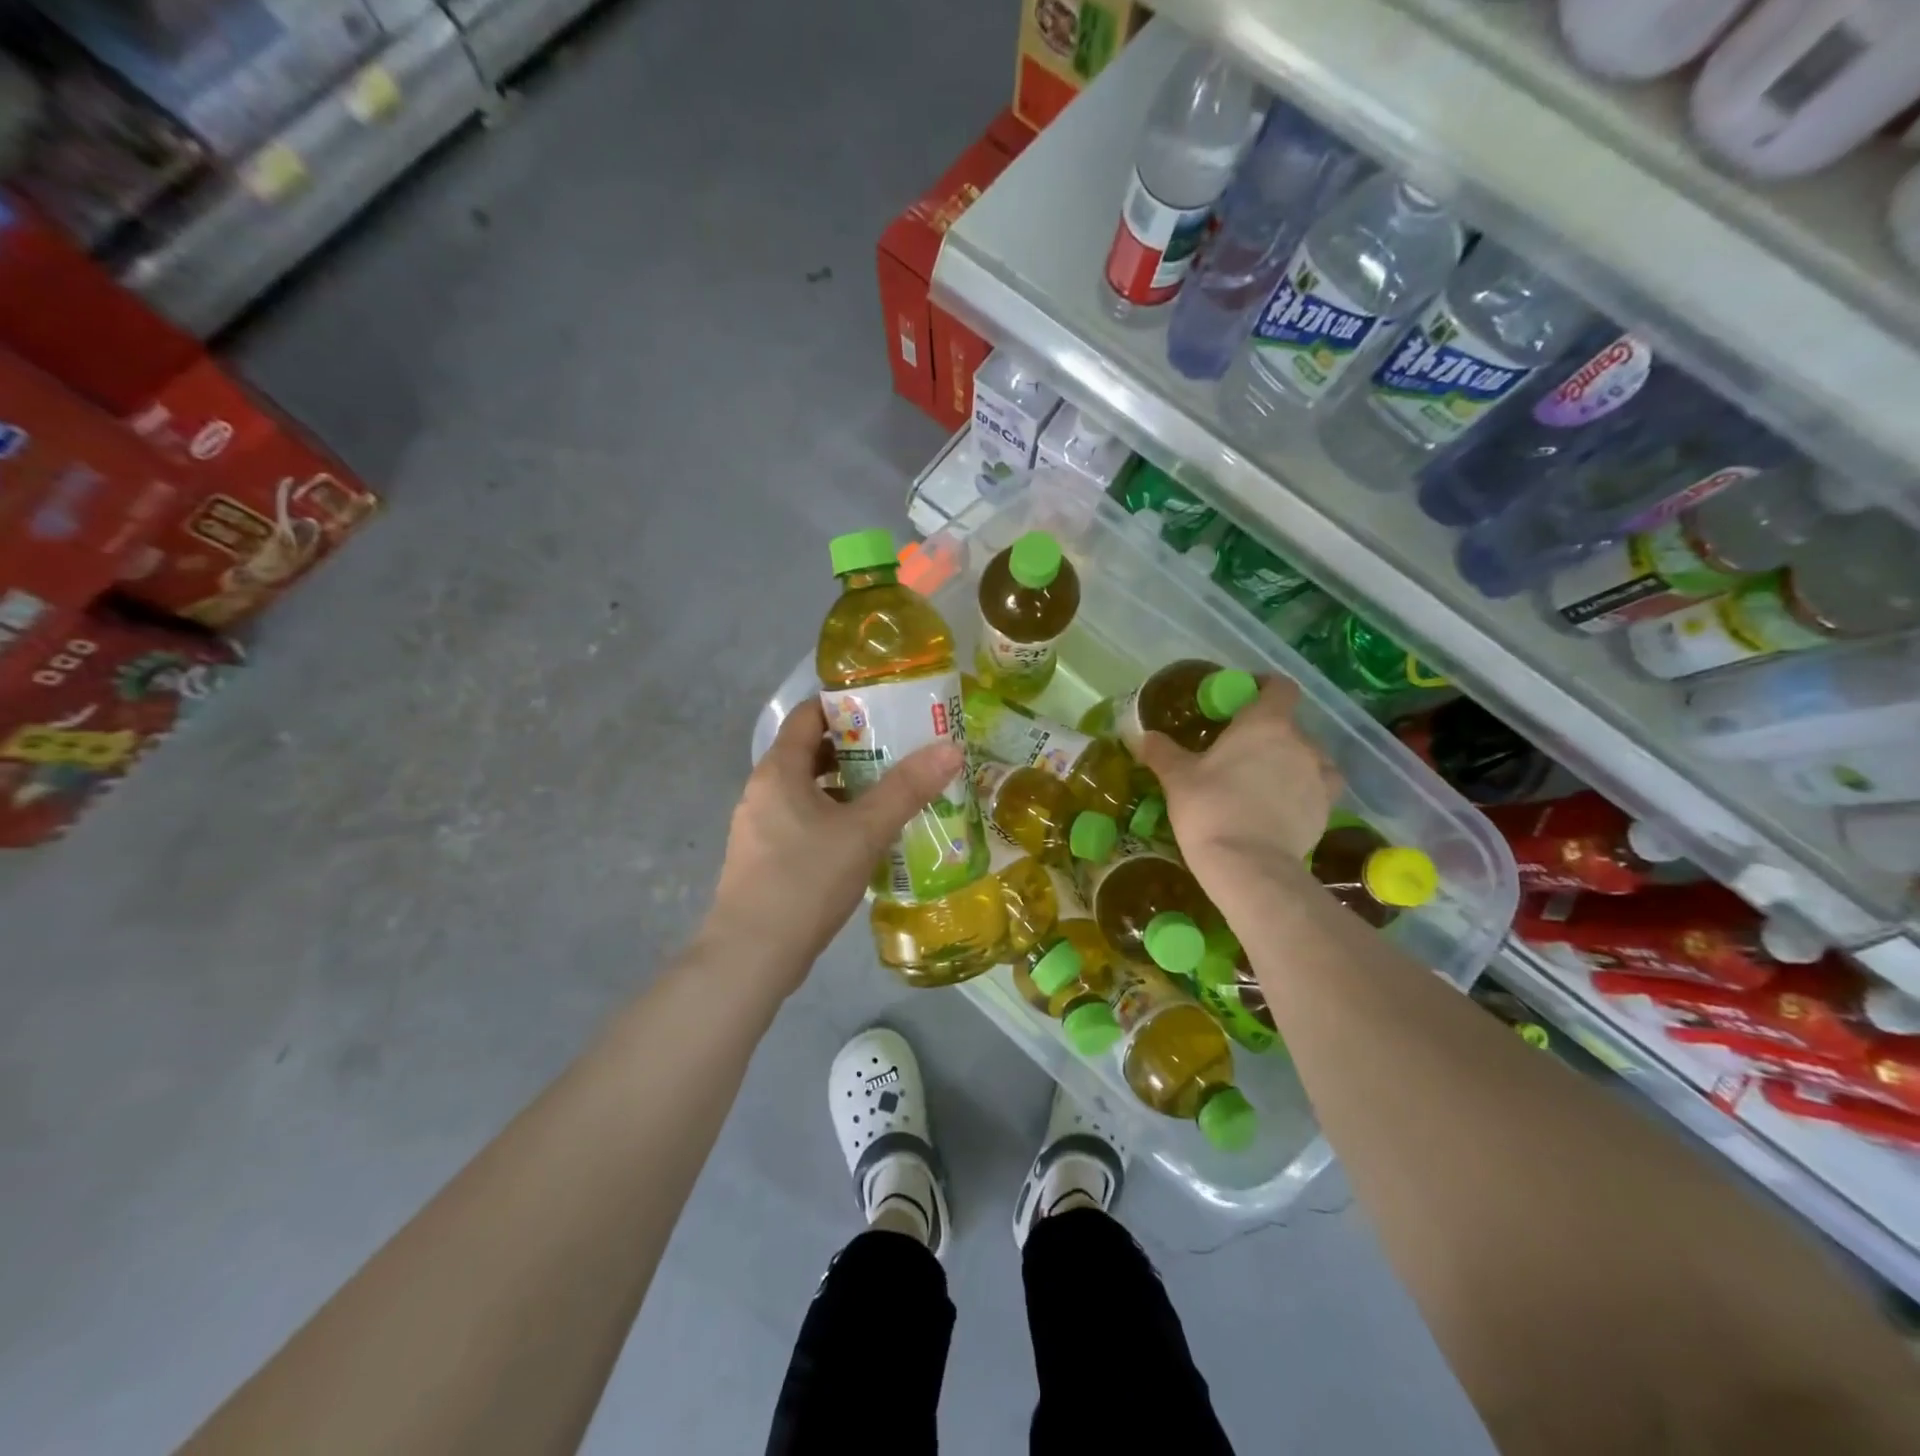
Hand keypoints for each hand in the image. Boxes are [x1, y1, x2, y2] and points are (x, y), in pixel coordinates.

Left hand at [704, 699, 962, 993]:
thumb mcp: (864, 831)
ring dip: (847, 785)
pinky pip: (803, 819)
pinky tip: (865, 836)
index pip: (808, 714)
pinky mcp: (765, 857)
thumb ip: (907, 789)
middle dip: (855, 747)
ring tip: (892, 791)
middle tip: (900, 749)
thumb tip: (950, 748)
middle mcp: (763, 790)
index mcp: (779, 770)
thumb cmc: (806, 880)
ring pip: (808, 789)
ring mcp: (760, 825)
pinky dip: (834, 816)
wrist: (752, 955)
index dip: (845, 705)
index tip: (886, 709)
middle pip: (810, 751)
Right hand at [1136, 676, 1341, 882]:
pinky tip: (1280, 807)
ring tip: (1264, 782)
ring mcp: (1319, 776)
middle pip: (1290, 725)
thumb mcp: (1177, 777)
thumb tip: (1142, 736)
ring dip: (1290, 762)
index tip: (1243, 699)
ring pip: (1309, 757)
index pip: (1279, 687)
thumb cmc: (1210, 808)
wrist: (1248, 865)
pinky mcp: (1327, 809)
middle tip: (1239, 753)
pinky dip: (1302, 791)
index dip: (1263, 687)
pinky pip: (1318, 788)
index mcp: (1265, 723)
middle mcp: (1301, 742)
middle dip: (1268, 734)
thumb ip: (1162, 751)